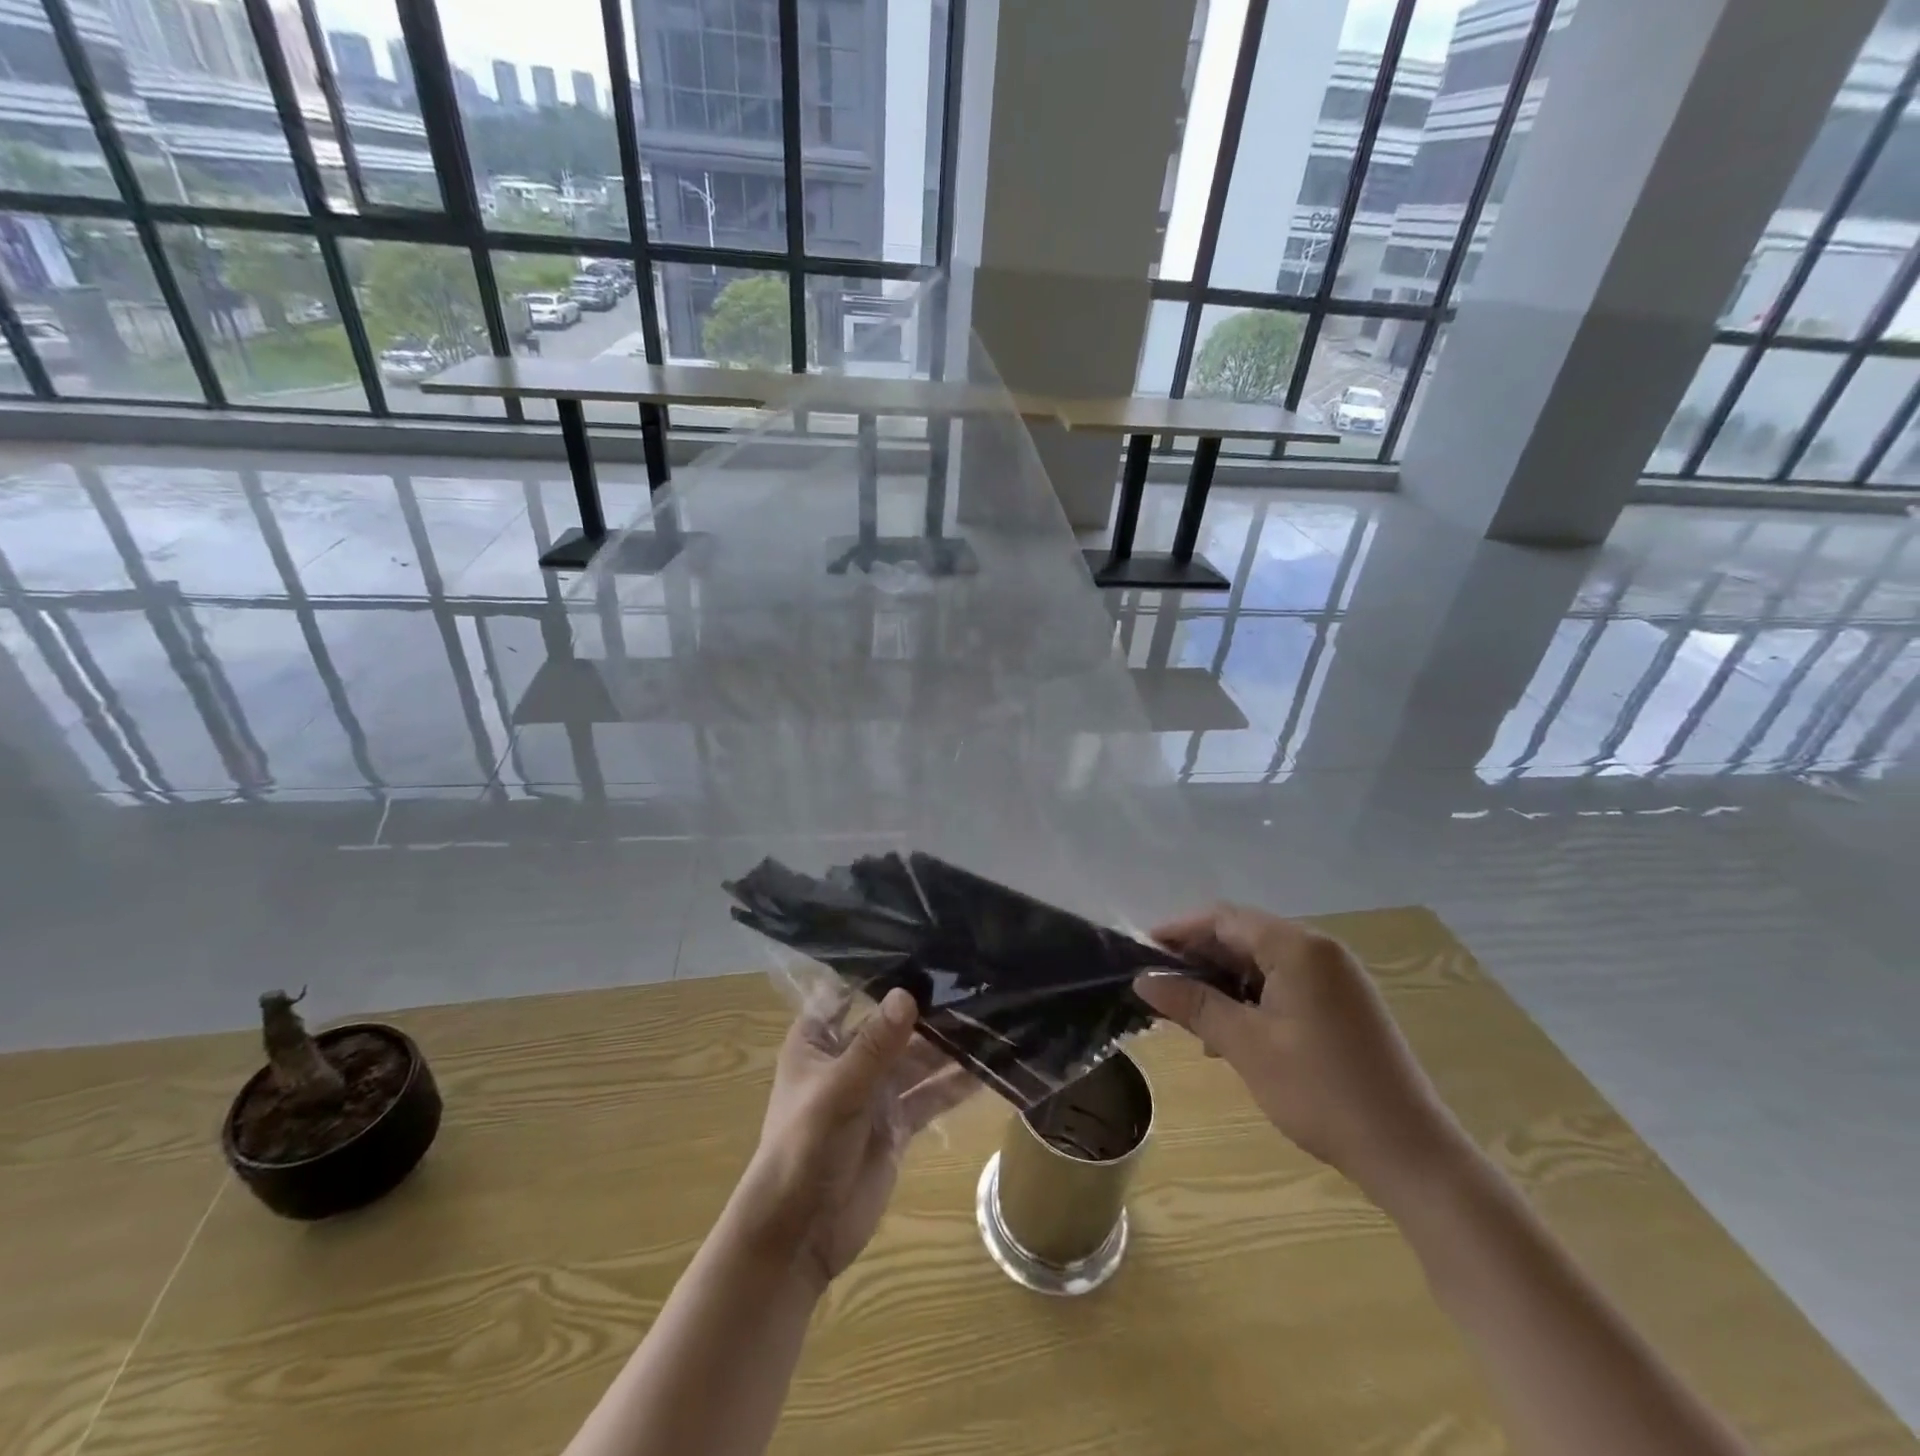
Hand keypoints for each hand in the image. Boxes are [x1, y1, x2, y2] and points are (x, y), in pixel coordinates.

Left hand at [727, 989, 975, 1292]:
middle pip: (894, 1027)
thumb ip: (876, 1044)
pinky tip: (988, 1069)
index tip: (925, 947)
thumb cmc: (803, 1148)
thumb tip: (908, 993)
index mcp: (819, 1040)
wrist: (799, 1236)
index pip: (851, 992)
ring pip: (918, 1060)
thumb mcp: (839, 1089)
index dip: (883, 973)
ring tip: (992, 1021)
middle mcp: (848, 1059)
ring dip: (949, 1047)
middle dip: (929, 1011)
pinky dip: (955, 1085)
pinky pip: (930, 1097)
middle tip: (976, 982)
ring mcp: (875, 1093)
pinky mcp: (896, 1125)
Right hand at [1135, 904, 1461, 1193]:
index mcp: (1298, 947)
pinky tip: (1232, 1031)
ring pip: (1263, 961)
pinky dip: (1252, 996)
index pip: (1223, 918)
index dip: (1178, 930)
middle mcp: (1320, 950)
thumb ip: (1193, 1004)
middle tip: (1160, 985)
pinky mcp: (1344, 1004)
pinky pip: (1286, 982)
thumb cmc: (1320, 1091)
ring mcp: (1337, 977)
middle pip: (1244, 934)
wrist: (1410, 1154)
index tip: (1142, 954)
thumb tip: (1143, 980)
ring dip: (1223, 979)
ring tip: (1190, 1013)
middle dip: (1198, 956)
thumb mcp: (1246, 1045)